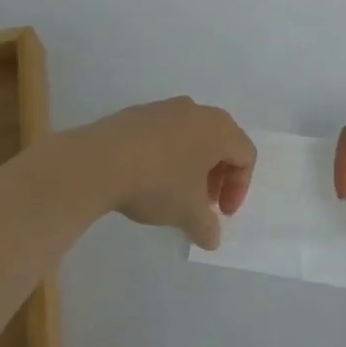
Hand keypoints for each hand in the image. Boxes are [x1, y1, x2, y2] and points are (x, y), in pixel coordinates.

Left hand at [58, 97, 255, 249]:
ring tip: (175, 193)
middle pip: (221, 142)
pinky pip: (165, 134)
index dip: (239, 188)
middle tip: (203, 204)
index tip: (220, 213)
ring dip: (192, 165)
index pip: (245, 155)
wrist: (100, 161)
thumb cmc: (158, 182)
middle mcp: (196, 111)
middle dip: (217, 176)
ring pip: (192, 136)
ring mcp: (165, 108)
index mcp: (219, 128)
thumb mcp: (188, 213)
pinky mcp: (138, 113)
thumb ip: (207, 227)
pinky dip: (168, 155)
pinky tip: (149, 178)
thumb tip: (212, 238)